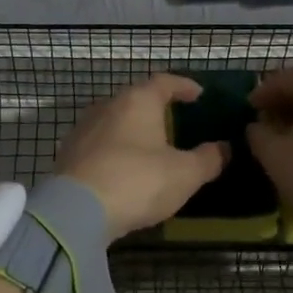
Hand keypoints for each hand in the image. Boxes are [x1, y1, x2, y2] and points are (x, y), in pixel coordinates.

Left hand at [56, 74, 230, 240]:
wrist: (76, 211)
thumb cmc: (137, 181)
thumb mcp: (185, 174)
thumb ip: (208, 158)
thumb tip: (224, 148)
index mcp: (138, 100)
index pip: (165, 81)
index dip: (184, 86)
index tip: (199, 95)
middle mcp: (108, 105)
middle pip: (137, 99)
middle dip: (157, 109)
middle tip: (176, 123)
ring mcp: (84, 128)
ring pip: (116, 121)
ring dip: (134, 130)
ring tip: (151, 147)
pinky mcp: (69, 153)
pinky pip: (101, 143)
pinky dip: (116, 149)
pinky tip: (125, 167)